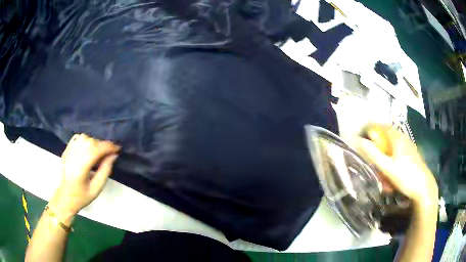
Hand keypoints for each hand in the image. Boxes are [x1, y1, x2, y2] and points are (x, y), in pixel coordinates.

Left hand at [48, 134, 119, 224]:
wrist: (66, 197)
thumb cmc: (82, 196)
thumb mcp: (97, 188)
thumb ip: (105, 171)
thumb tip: (113, 155)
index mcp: (80, 169)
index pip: (95, 151)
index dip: (108, 147)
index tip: (117, 149)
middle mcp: (73, 157)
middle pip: (90, 142)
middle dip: (102, 145)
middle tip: (109, 153)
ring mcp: (68, 152)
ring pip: (84, 138)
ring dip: (94, 142)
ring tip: (98, 151)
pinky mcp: (66, 150)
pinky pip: (77, 138)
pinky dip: (85, 139)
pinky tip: (88, 147)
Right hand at [357, 125, 437, 209]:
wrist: (424, 187)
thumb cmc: (406, 177)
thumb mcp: (388, 167)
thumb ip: (373, 154)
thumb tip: (358, 141)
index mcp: (397, 137)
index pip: (380, 126)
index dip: (370, 130)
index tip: (361, 139)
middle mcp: (403, 138)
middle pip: (386, 138)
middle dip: (378, 150)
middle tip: (373, 164)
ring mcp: (408, 146)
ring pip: (392, 148)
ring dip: (385, 160)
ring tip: (383, 178)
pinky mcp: (411, 155)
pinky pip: (398, 155)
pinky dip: (392, 164)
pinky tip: (392, 179)